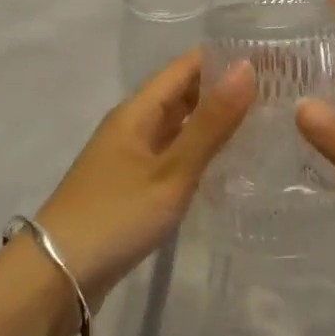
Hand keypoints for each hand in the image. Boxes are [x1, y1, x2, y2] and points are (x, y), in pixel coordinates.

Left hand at [35, 52, 254, 302]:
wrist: (56, 278)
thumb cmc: (115, 216)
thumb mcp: (171, 171)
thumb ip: (211, 123)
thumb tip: (248, 67)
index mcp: (138, 110)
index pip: (188, 66)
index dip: (226, 58)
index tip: (272, 59)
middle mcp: (134, 125)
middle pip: (184, 93)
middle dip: (226, 88)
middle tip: (278, 92)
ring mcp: (131, 156)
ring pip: (180, 125)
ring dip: (216, 120)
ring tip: (265, 121)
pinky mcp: (133, 185)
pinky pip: (174, 153)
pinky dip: (201, 150)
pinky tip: (230, 163)